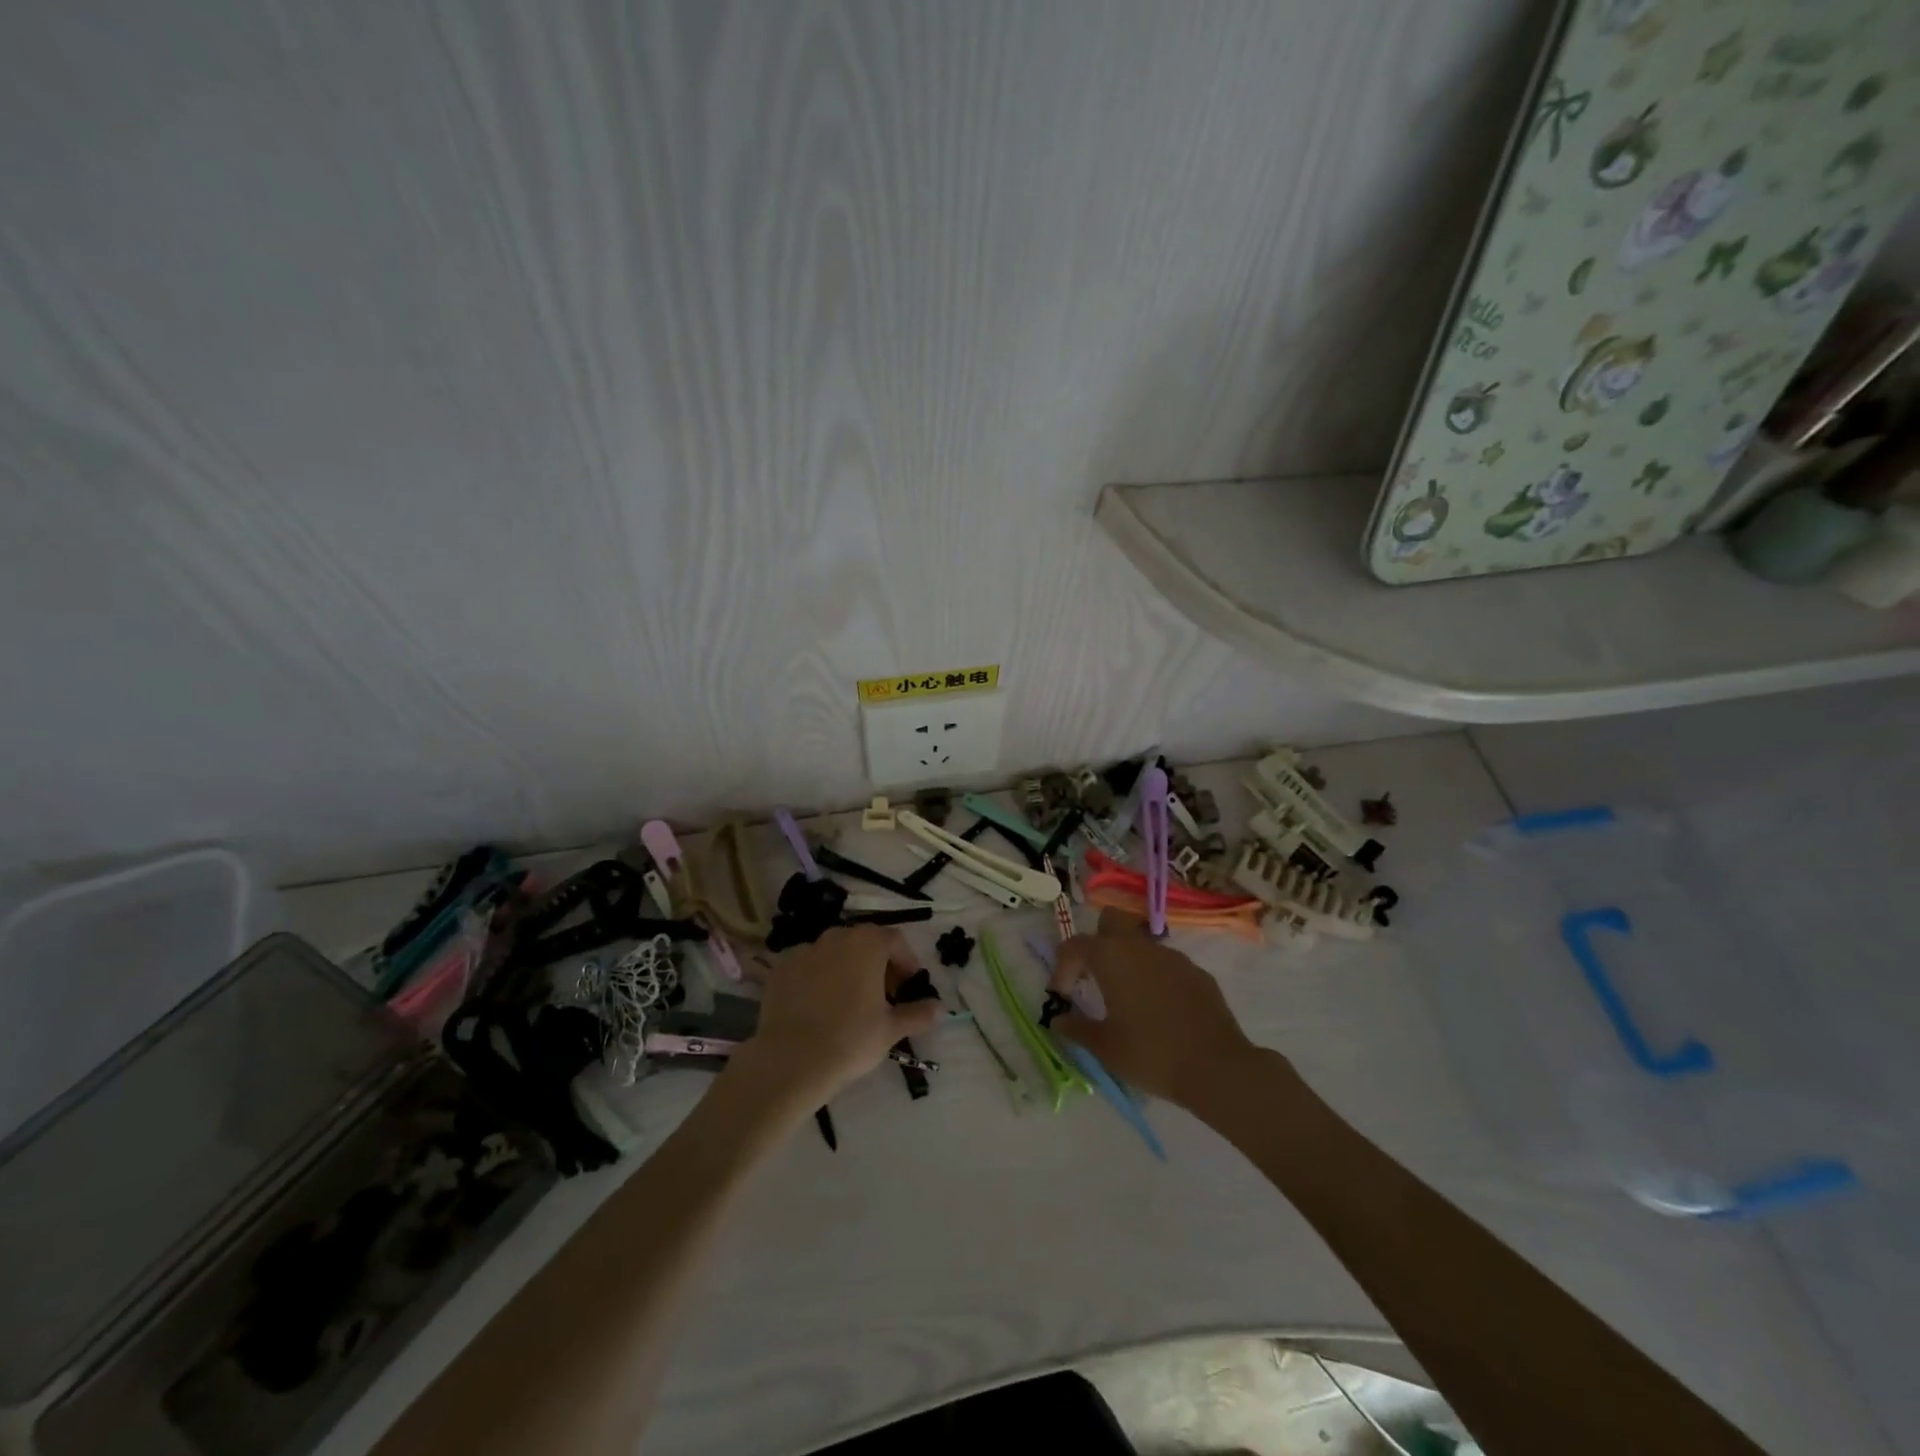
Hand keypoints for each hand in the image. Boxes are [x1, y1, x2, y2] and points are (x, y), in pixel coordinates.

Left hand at [732, 925, 940, 1107]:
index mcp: (868, 943)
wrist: (791, 1060)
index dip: (906, 963)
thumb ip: (918, 1014)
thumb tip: (942, 1008)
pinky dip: (818, 977)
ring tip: (850, 1001)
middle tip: (883, 996)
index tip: (908, 988)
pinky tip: (818, 1005)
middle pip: (865, 943)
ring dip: (848, 968)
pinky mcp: (781, 967)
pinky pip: (808, 965)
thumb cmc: (850, 1040)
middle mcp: (837, 936)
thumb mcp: (890, 1030)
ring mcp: (806, 949)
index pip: (895, 941)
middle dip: (878, 964)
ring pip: (835, 953)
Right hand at [1049, 909, 1263, 1110]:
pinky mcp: (1197, 973)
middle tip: (1094, 976)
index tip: (1062, 994)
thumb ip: (1077, 1028)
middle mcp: (1141, 947)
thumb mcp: (1105, 1047)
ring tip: (1127, 999)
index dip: (1063, 966)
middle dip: (1097, 941)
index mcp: (1111, 957)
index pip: (1075, 945)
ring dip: (1128, 961)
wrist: (1217, 1068)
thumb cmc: (1151, 1054)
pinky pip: (1166, 965)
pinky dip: (1155, 978)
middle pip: (1111, 921)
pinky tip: (1159, 1010)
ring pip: (1141, 943)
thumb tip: (1059, 1020)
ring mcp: (1173, 957)